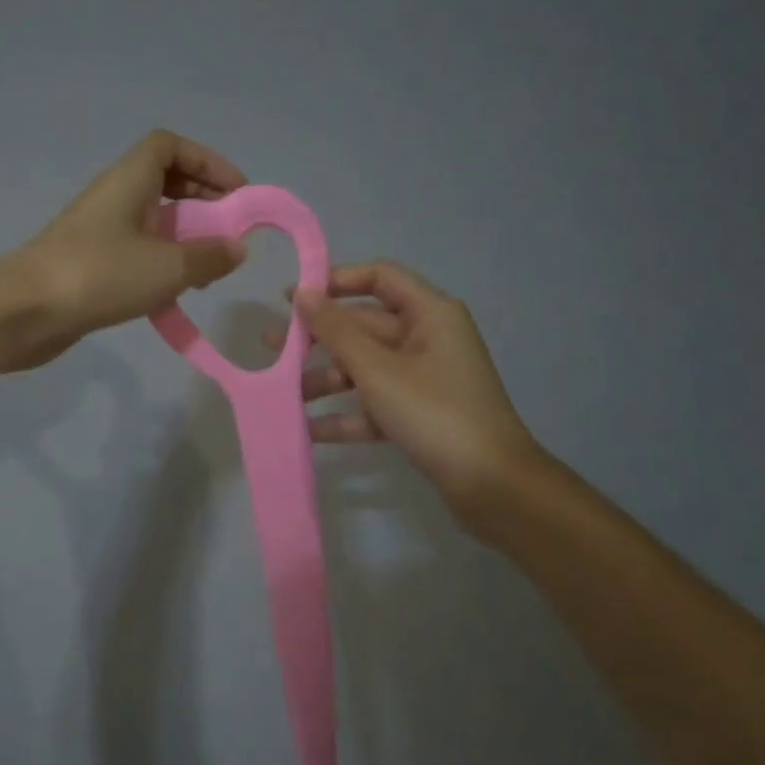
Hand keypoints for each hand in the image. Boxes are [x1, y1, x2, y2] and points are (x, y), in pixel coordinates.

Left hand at [5, 130, 248, 369]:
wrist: (24, 312)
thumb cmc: (100, 274)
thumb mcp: (168, 267)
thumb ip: (210, 256)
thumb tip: (237, 248)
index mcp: (129, 180)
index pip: (169, 146)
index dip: (207, 161)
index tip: (236, 192)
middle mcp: (113, 196)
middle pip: (164, 180)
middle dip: (202, 200)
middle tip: (229, 230)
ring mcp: (99, 230)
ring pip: (152, 218)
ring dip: (185, 235)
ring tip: (209, 267)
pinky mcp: (91, 263)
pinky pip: (137, 249)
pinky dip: (162, 261)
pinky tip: (176, 292)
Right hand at [286, 260, 541, 524]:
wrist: (493, 486)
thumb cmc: (435, 414)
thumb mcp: (378, 370)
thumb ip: (336, 331)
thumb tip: (303, 293)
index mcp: (430, 314)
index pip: (379, 277)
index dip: (335, 281)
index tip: (294, 297)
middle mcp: (428, 338)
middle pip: (365, 326)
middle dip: (319, 338)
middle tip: (271, 346)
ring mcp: (425, 378)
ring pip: (366, 367)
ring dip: (327, 379)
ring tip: (284, 394)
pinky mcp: (420, 414)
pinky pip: (376, 403)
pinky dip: (347, 415)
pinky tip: (309, 430)